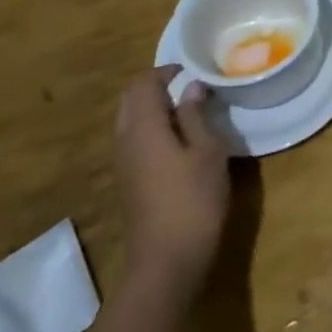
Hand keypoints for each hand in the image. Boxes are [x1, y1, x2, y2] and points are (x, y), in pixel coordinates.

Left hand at [114, 66, 230, 294]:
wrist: (166, 262)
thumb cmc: (193, 200)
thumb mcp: (207, 152)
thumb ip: (196, 116)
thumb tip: (191, 88)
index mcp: (143, 128)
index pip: (143, 84)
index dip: (165, 71)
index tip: (192, 69)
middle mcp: (125, 141)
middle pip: (130, 100)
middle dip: (155, 87)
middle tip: (188, 85)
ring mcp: (123, 164)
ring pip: (129, 121)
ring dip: (153, 108)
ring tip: (188, 110)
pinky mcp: (129, 182)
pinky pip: (134, 141)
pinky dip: (152, 128)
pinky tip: (179, 139)